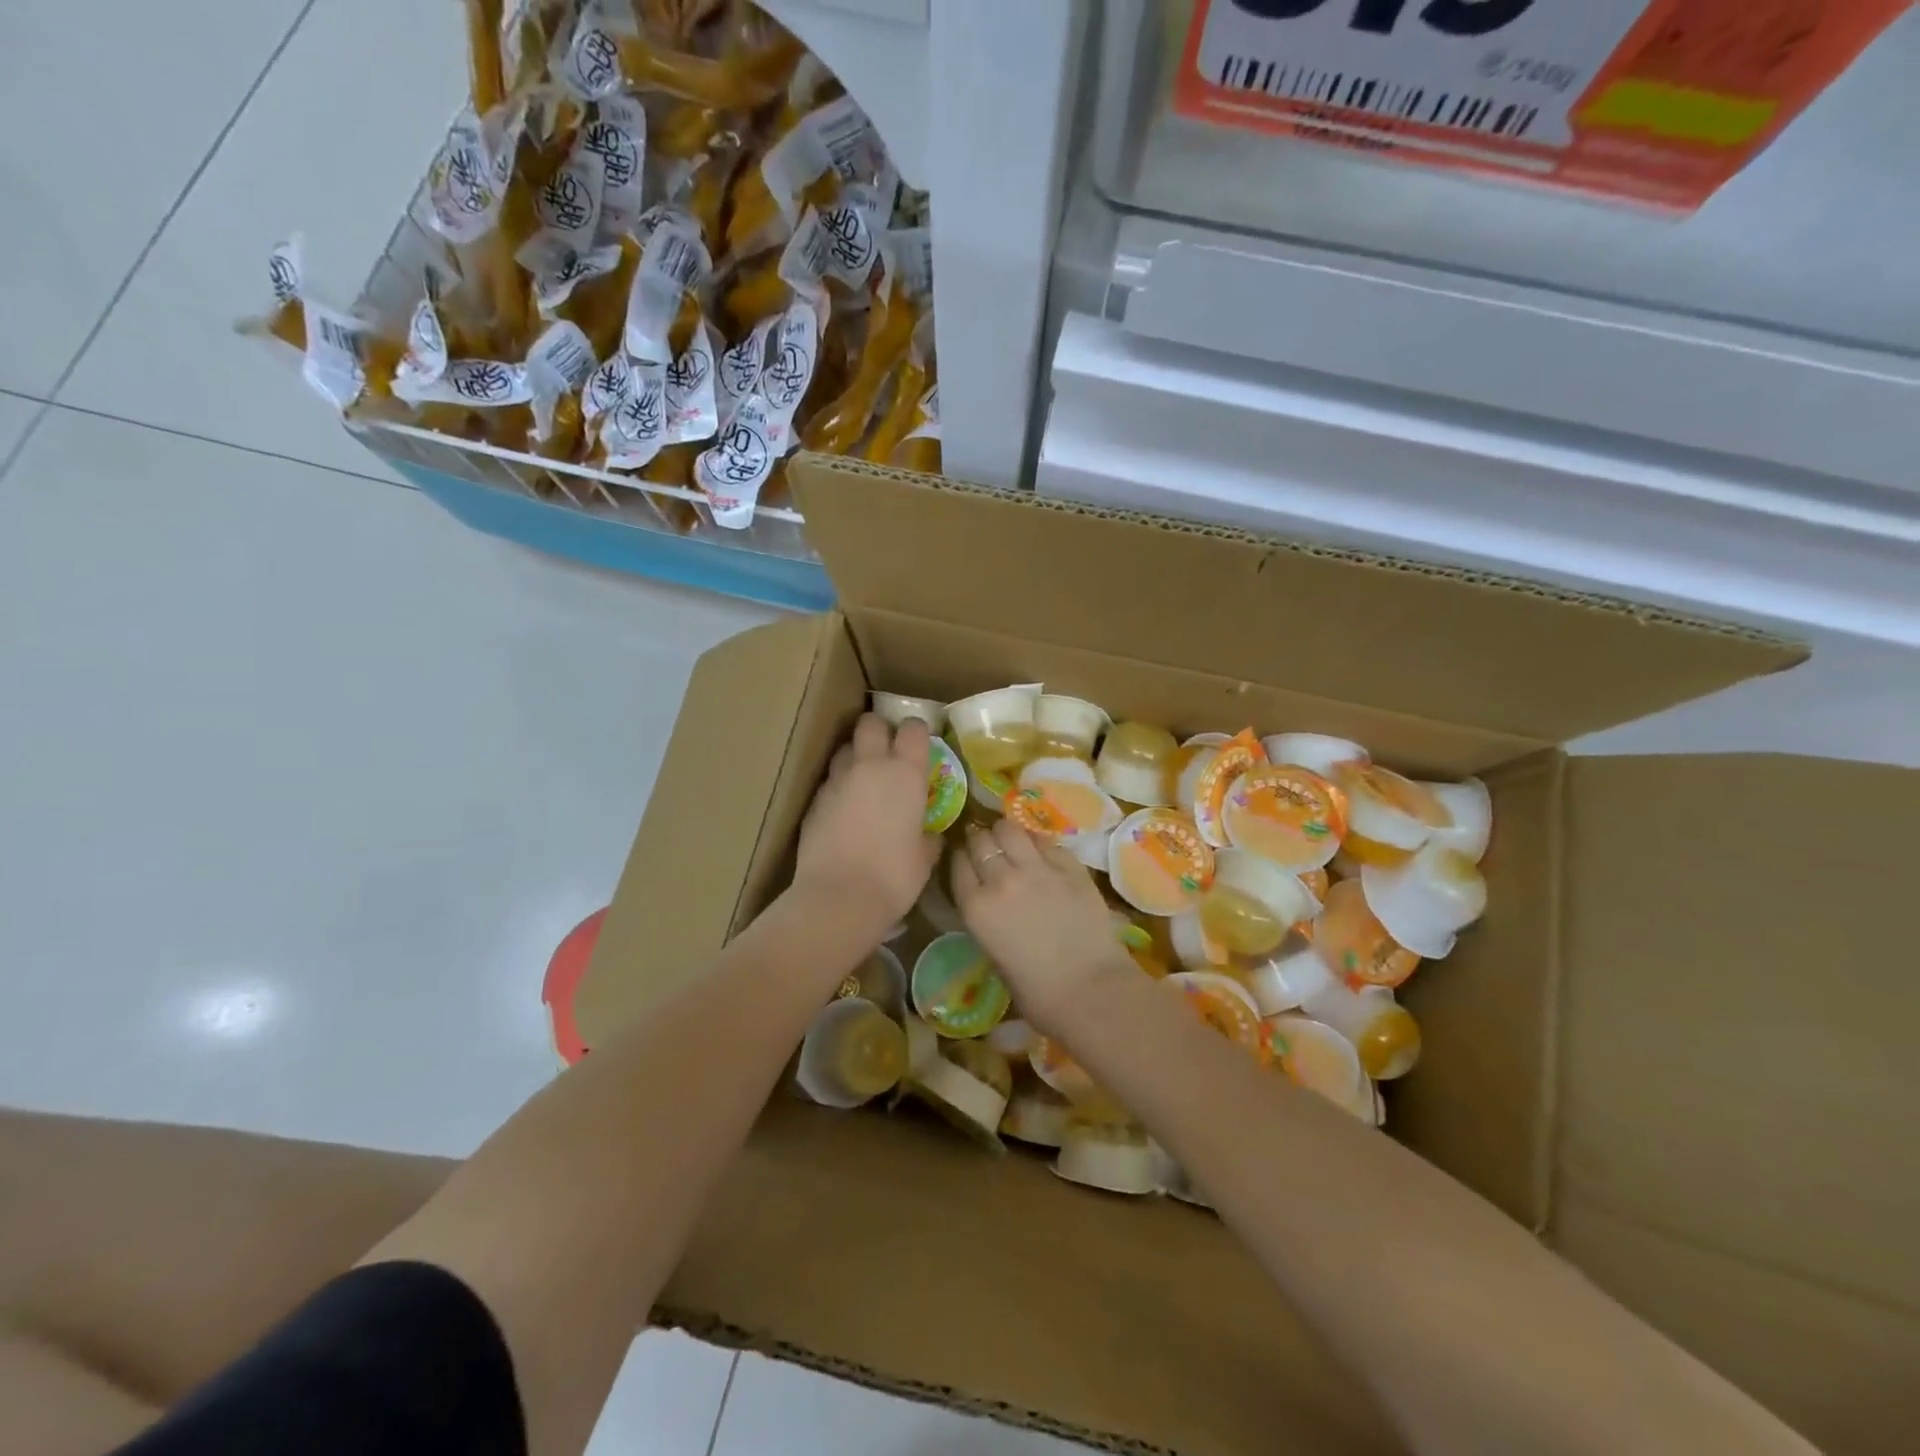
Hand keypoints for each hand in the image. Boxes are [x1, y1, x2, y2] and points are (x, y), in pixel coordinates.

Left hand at [792, 713, 941, 933]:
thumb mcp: (924, 857)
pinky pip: (830, 781)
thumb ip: (928, 836)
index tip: (920, 744)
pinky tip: (844, 810)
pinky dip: (839, 787)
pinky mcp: (814, 801)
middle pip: (870, 723)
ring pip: (845, 748)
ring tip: (864, 779)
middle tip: (888, 750)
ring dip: (856, 755)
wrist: (838, 898)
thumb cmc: (894, 877)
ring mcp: (837, 781)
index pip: (913, 729)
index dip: (917, 732)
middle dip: (880, 730)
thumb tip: (929, 833)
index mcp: (905, 773)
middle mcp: (870, 766)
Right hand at [950, 817, 1136, 1033]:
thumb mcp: (994, 957)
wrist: (1092, 991)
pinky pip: (1045, 840)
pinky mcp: (1069, 865)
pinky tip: (1043, 855)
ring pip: (1010, 829)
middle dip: (981, 841)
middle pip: (981, 840)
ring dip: (1007, 834)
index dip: (962, 858)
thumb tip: (989, 899)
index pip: (958, 862)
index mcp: (976, 907)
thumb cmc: (1038, 992)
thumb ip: (986, 918)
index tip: (967, 860)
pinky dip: (1038, 843)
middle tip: (990, 849)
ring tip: (1013, 842)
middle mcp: (1001, 879)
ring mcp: (1037, 868)